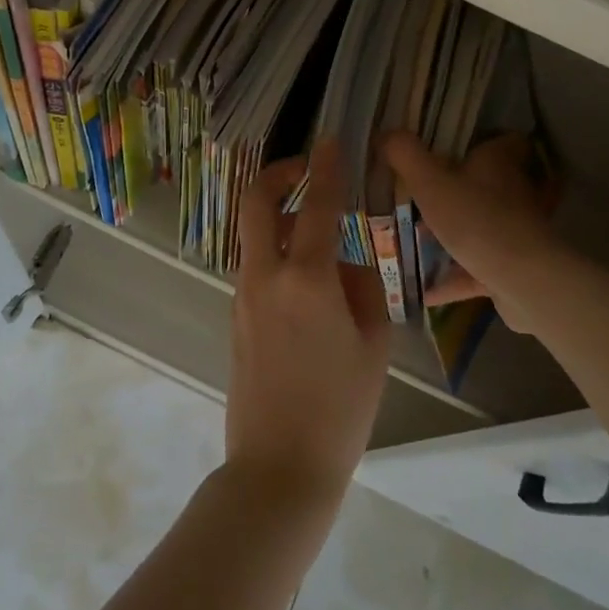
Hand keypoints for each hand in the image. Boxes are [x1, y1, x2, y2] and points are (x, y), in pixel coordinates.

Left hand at [227, 139, 390, 504]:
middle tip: (306, 170)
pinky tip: (310, 283)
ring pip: (255, 235)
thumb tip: (346, 263)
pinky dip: (279, 253)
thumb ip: (362, 289)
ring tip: (321, 235)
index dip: (325, 167)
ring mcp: (243, 296)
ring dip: (281, 218)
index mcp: (306, 280)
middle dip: (278, 174)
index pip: (317, 205)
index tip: (330, 141)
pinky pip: (256, 267)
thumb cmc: (340, 409)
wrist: (279, 468)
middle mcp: (266, 277)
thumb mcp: (373, 345)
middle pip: (257, 202)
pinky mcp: (235, 316)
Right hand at [379, 131, 561, 332]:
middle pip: (485, 185)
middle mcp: (512, 193)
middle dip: (454, 190)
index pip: (501, 141)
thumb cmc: (476, 220)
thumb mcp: (430, 182)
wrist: (524, 281)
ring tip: (415, 240)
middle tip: (419, 194)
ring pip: (479, 227)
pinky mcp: (513, 268)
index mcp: (497, 164)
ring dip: (452, 235)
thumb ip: (405, 155)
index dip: (480, 140)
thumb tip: (386, 132)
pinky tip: (425, 291)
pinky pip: (477, 269)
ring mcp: (514, 233)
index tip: (451, 145)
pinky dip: (453, 278)